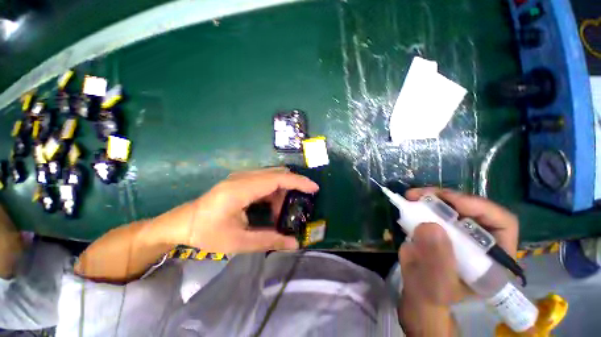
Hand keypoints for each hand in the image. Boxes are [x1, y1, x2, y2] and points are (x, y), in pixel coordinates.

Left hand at [175, 167, 318, 253]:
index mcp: (241, 189)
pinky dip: (274, 192)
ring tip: (280, 213)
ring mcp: (241, 176)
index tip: (314, 188)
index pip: (277, 179)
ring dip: (282, 191)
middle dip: (292, 187)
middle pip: (277, 174)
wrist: (183, 223)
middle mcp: (243, 177)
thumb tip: (294, 244)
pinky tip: (270, 208)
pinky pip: (265, 180)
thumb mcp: (239, 242)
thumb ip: (269, 240)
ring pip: (272, 176)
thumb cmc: (207, 233)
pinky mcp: (241, 179)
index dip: (298, 182)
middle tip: (298, 206)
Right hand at [398, 188, 518, 305]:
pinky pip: (434, 206)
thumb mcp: (437, 284)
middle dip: (449, 198)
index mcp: (493, 257)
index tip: (456, 205)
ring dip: (433, 196)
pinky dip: (422, 200)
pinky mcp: (440, 223)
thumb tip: (430, 226)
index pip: (502, 224)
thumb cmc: (433, 293)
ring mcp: (458, 228)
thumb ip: (438, 261)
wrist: (417, 287)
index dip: (483, 210)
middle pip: (474, 208)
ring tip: (413, 195)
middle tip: (425, 195)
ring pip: (452, 203)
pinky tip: (410, 200)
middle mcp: (479, 238)